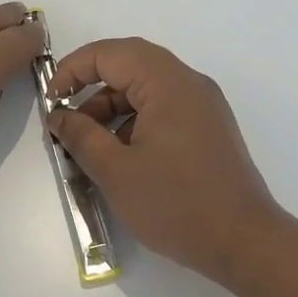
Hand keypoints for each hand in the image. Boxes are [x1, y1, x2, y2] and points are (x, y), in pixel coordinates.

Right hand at [45, 37, 286, 282]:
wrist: (245, 243)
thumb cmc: (177, 204)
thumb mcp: (116, 172)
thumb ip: (81, 136)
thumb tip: (59, 116)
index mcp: (168, 83)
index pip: (110, 53)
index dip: (73, 70)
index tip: (52, 102)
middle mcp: (189, 83)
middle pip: (130, 64)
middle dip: (91, 86)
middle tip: (66, 116)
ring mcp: (203, 105)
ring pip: (146, 87)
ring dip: (112, 106)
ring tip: (89, 144)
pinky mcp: (209, 128)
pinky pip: (164, 107)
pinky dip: (135, 120)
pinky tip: (120, 155)